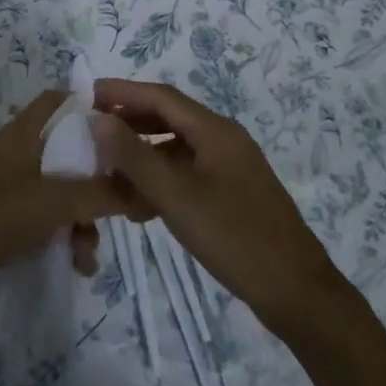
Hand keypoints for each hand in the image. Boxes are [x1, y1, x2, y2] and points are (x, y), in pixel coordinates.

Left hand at [0, 91, 130, 315]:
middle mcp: (20, 153)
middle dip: (97, 177)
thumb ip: (100, 193)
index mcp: (24, 133)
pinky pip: (50, 218)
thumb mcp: (54, 201)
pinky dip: (67, 234)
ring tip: (90, 252)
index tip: (125, 129)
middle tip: (123, 198)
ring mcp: (14, 186)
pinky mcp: (11, 218)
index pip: (60, 101)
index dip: (92, 107)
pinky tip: (78, 264)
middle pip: (70, 150)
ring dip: (84, 217)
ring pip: (64, 189)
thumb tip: (143, 190)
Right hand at [90, 80, 348, 336]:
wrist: (297, 293)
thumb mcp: (176, 197)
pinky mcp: (233, 194)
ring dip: (143, 157)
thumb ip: (134, 157)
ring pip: (177, 149)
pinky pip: (188, 174)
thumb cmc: (234, 237)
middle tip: (92, 132)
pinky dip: (161, 181)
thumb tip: (98, 119)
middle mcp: (224, 140)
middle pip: (169, 118)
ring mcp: (231, 168)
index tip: (87, 94)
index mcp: (215, 131)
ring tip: (108, 172)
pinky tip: (140, 206)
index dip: (123, 92)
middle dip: (129, 123)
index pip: (161, 96)